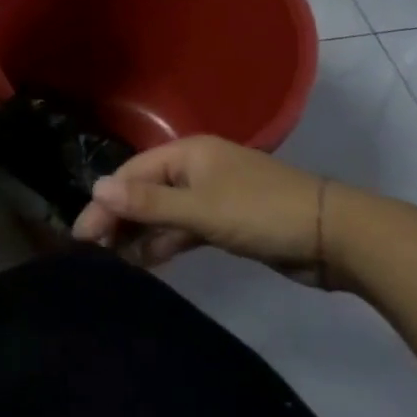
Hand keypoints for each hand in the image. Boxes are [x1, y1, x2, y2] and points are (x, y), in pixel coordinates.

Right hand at [70, 135, 335, 283]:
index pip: (132, 173)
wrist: (334, 236)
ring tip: (113, 263)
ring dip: (140, 234)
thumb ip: (148, 202)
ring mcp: (212, 196)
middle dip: (119, 218)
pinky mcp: (226, 223)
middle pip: (145, 191)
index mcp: (187, 153)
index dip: (106, 202)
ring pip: (164, 213)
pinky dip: (166, 243)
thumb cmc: (261, 212)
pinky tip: (146, 263)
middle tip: (93, 253)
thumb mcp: (200, 208)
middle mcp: (195, 169)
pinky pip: (184, 229)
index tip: (82, 235)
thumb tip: (96, 187)